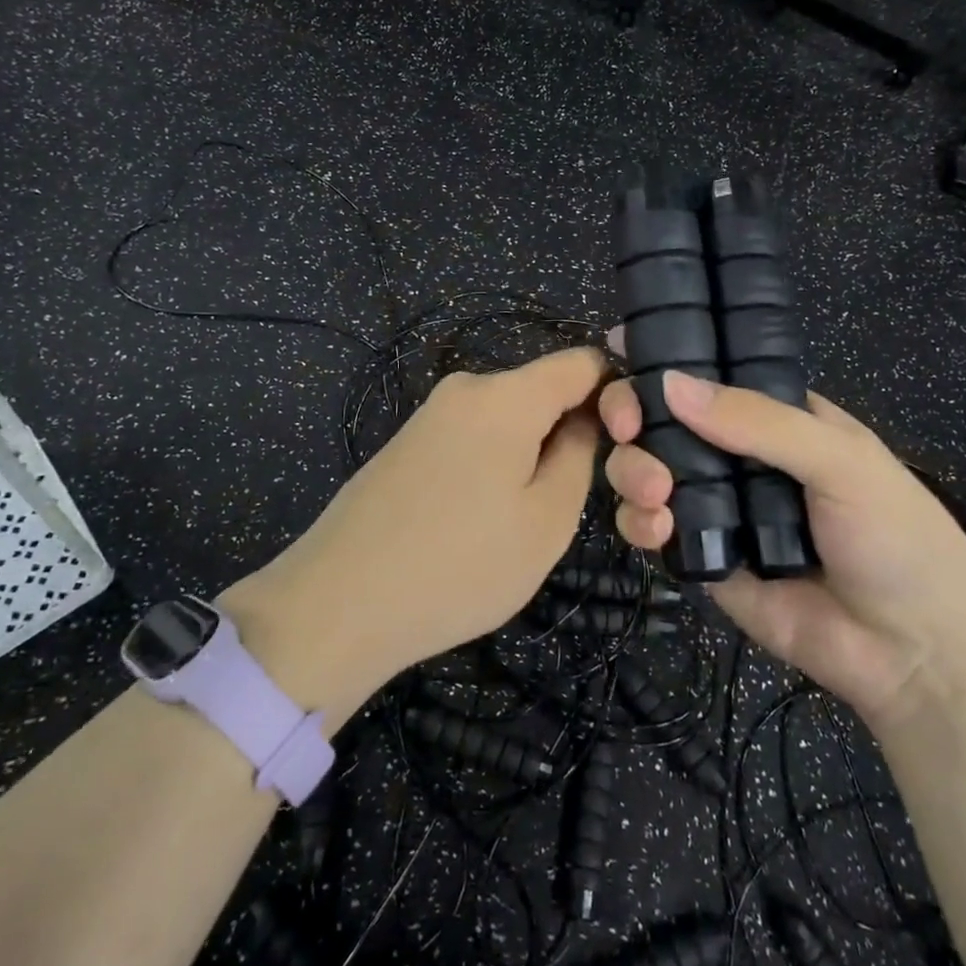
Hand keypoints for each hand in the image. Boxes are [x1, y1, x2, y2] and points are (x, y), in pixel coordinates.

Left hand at [220, 348, 606, 726]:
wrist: (339, 603)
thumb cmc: (460, 564)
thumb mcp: (547, 521)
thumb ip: (579, 457)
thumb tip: (584, 421)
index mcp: (506, 395)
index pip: (581, 362)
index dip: (614, 394)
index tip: (626, 444)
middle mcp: (465, 388)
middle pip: (542, 392)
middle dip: (568, 433)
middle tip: (568, 503)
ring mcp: (430, 414)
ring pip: (507, 420)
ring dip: (529, 456)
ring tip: (520, 522)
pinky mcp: (406, 443)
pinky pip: (472, 438)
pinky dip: (492, 466)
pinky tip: (478, 522)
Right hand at [600, 354, 965, 729]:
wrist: (914, 655)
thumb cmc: (895, 537)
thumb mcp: (840, 461)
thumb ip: (758, 420)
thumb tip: (670, 383)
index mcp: (778, 417)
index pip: (712, 374)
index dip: (667, 360)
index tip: (620, 349)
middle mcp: (740, 455)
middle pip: (666, 420)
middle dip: (635, 416)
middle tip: (627, 427)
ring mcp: (718, 507)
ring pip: (648, 470)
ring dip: (633, 470)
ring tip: (654, 492)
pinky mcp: (702, 558)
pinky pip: (653, 528)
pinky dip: (639, 523)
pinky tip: (657, 529)